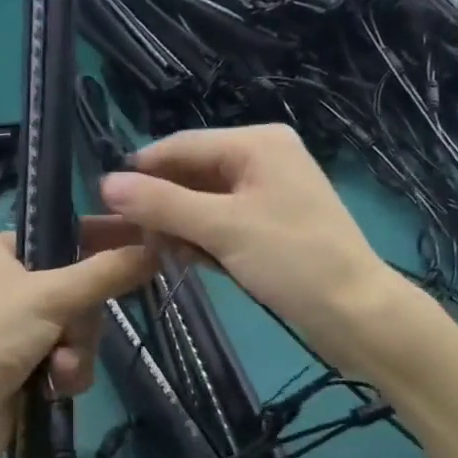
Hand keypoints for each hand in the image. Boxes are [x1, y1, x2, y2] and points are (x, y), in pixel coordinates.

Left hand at [0, 219, 158, 457]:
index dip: (103, 237)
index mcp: (0, 253)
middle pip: (79, 288)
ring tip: (59, 368)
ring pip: (79, 327)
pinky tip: (55, 387)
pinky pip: (70, 357)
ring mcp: (18, 328)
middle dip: (83, 319)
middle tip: (73, 332)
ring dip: (77, 350)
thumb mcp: (50, 297)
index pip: (64, 233)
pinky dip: (68, 372)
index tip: (145, 241)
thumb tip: (155, 250)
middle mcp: (9, 286)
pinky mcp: (26, 365)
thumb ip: (105, 273)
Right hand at [99, 124, 397, 372]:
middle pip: (192, 173)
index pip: (182, 145)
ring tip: (145, 250)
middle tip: (119, 234)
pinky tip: (181, 259)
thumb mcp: (223, 228)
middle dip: (158, 203)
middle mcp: (263, 160)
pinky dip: (199, 240)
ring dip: (176, 225)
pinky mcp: (269, 228)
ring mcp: (267, 195)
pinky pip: (221, 224)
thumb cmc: (293, 261)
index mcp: (258, 143)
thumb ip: (163, 204)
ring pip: (203, 202)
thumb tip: (106, 183)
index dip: (140, 171)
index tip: (101, 199)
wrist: (356, 314)